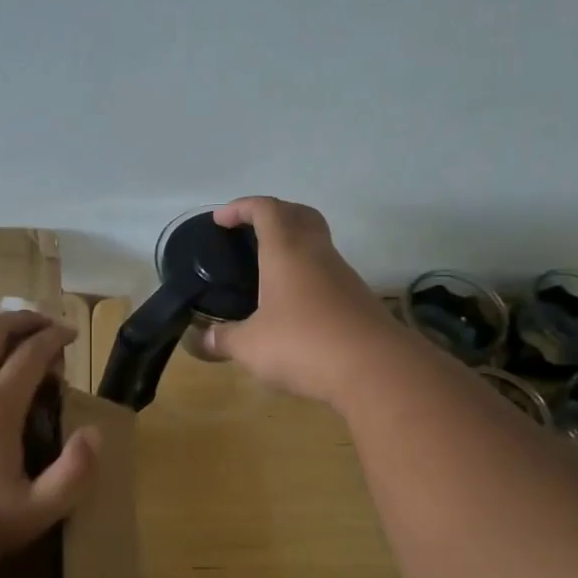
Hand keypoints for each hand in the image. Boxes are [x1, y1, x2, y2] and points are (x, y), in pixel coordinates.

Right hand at [197, 196, 410, 406]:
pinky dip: (307, 277)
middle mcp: (317, 254)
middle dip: (273, 214)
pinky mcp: (358, 301)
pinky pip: (327, 274)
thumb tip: (202, 340)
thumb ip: (223, 339)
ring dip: (293, 246)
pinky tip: (293, 306)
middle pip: (299, 215)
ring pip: (317, 244)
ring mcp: (343, 276)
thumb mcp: (250, 346)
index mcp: (286, 251)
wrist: (375, 369)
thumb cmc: (302, 344)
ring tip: (268, 271)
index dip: (241, 208)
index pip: (266, 210)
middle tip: (250, 232)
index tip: (221, 219)